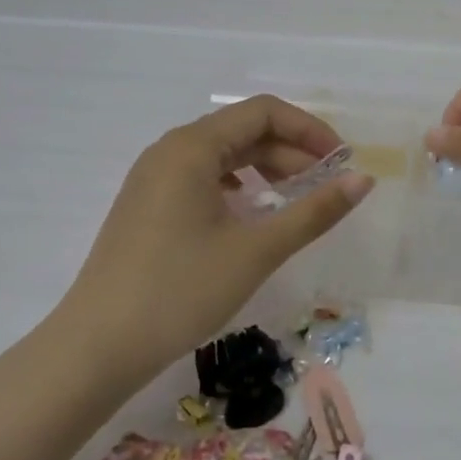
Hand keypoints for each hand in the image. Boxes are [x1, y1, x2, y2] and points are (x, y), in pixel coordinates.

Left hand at [58, 96, 372, 375]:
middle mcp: (170, 151)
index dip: (309, 130)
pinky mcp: (147, 206)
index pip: (263, 112)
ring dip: (266, 169)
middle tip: (327, 188)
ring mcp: (153, 178)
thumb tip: (363, 181)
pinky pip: (202, 178)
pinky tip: (252, 215)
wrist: (97, 347)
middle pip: (243, 130)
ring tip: (296, 200)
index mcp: (192, 147)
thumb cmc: (181, 291)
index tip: (342, 163)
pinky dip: (237, 187)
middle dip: (291, 152)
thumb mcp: (257, 250)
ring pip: (222, 156)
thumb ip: (314, 211)